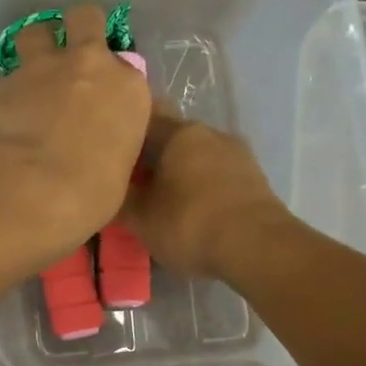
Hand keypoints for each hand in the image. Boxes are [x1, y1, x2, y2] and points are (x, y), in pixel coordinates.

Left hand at [0, 3, 151, 260]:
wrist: (32, 190)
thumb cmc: (90, 194)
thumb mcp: (119, 172)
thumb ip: (111, 144)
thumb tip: (98, 149)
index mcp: (128, 88)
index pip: (127, 69)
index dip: (112, 82)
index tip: (104, 103)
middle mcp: (88, 65)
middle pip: (85, 18)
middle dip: (79, 29)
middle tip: (70, 54)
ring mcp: (41, 68)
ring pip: (36, 32)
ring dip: (36, 47)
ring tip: (32, 76)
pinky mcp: (1, 83)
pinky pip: (6, 77)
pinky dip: (8, 92)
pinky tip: (5, 118)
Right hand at [122, 112, 291, 277]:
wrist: (259, 248)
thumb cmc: (190, 224)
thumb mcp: (141, 218)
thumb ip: (120, 199)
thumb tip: (106, 189)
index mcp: (180, 132)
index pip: (144, 118)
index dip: (123, 133)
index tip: (108, 151)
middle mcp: (210, 133)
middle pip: (172, 138)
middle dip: (152, 157)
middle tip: (131, 182)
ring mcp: (238, 155)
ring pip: (197, 157)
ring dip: (179, 173)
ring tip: (162, 199)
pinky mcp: (255, 180)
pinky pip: (217, 176)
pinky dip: (202, 188)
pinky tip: (193, 210)